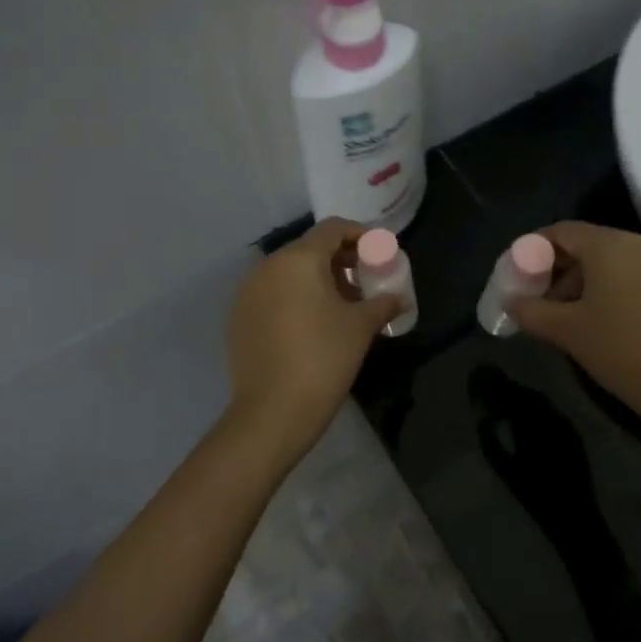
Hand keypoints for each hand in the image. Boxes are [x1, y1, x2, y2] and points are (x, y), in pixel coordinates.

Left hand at [224, 218, 401, 467]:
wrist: (272, 412)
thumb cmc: (324, 359)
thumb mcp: (361, 327)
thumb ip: (382, 303)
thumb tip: (400, 298)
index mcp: (298, 260)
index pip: (332, 229)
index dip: (360, 235)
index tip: (380, 252)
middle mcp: (268, 267)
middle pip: (309, 249)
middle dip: (340, 260)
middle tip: (365, 281)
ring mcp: (248, 293)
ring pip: (289, 272)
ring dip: (317, 279)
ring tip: (342, 305)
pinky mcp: (239, 318)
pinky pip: (272, 294)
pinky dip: (295, 297)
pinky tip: (313, 324)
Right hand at [507, 222, 640, 438]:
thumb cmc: (621, 349)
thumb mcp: (566, 331)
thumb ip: (531, 310)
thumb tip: (511, 302)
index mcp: (608, 245)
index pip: (560, 232)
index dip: (531, 250)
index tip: (514, 275)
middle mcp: (634, 243)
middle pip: (582, 244)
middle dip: (552, 268)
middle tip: (531, 297)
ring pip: (602, 261)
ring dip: (574, 281)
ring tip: (556, 314)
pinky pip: (622, 274)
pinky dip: (599, 288)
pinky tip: (587, 318)